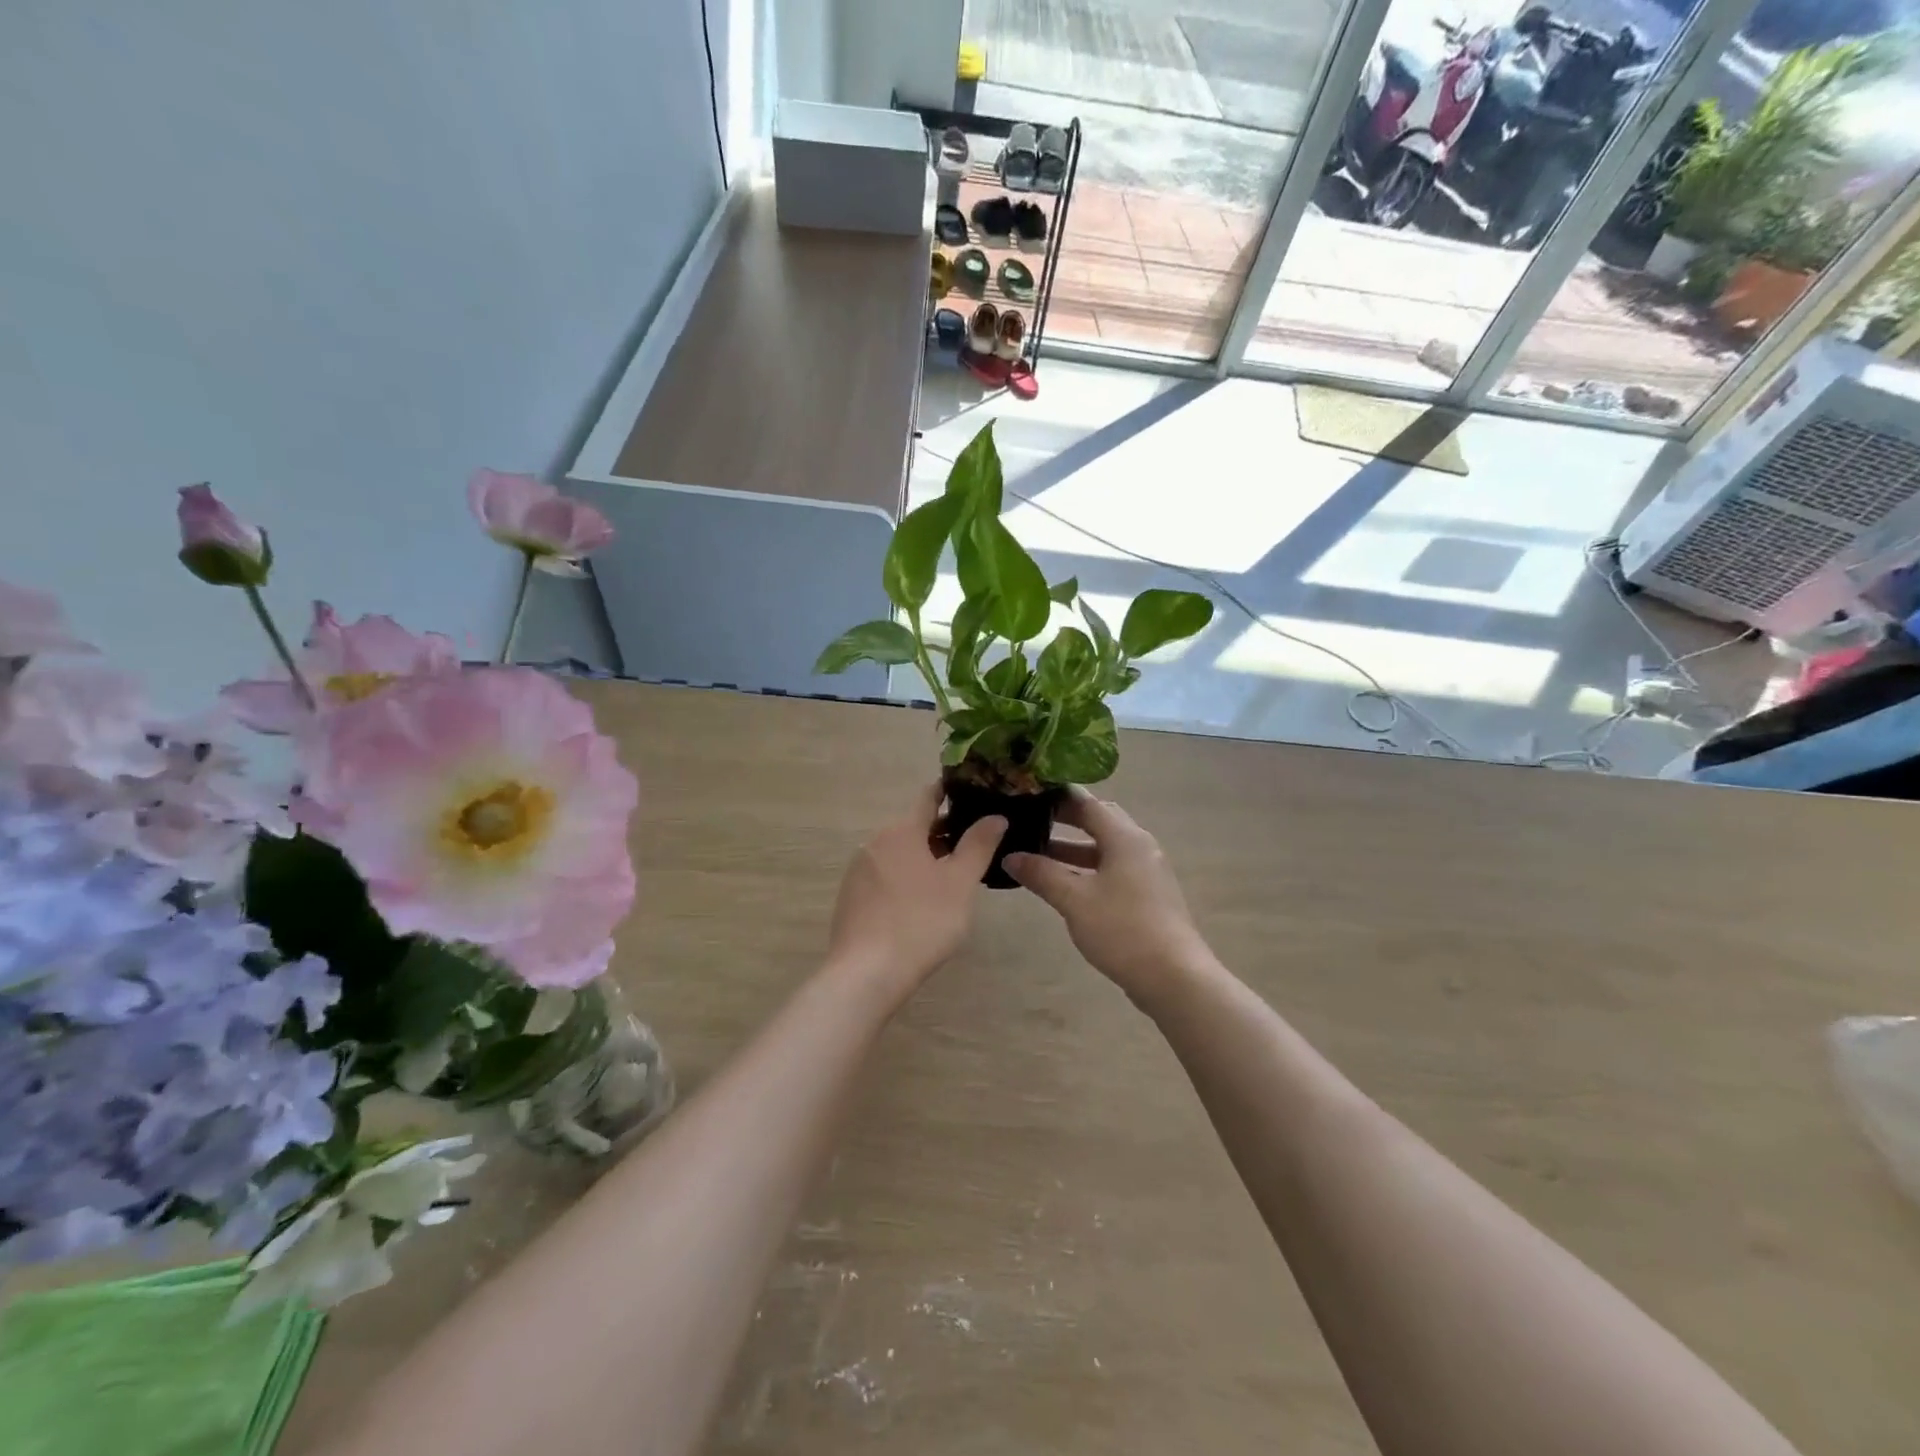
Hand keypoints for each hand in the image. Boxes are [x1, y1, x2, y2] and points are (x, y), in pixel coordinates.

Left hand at [825, 783, 1005, 1001]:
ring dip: (924, 857)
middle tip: (975, 844)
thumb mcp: (960, 883)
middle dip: (943, 832)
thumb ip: (978, 845)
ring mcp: (858, 870)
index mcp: (901, 830)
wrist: (866, 973)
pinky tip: (921, 903)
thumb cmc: (921, 922)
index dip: (950, 792)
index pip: (928, 797)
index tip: (972, 791)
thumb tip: (995, 816)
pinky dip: (906, 877)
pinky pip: (885, 875)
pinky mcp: (851, 897)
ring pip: (899, 853)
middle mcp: (875, 842)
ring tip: (953, 877)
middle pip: (914, 827)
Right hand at [1004, 788, 1215, 1007]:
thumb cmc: (1122, 930)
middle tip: (1029, 819)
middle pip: (1098, 821)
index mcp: (1124, 837)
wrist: (1174, 977)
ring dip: (1072, 848)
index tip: (1026, 792)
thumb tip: (1010, 856)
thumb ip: (1041, 874)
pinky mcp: (1147, 894)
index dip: (1056, 795)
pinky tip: (1063, 883)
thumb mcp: (1074, 900)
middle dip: (1064, 820)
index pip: (1086, 802)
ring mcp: (1146, 870)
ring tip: (1036, 853)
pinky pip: (1111, 868)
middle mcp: (1139, 845)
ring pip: (1104, 847)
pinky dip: (1086, 868)